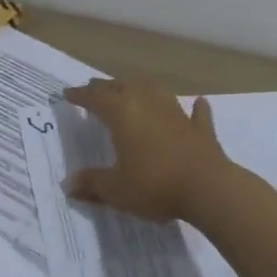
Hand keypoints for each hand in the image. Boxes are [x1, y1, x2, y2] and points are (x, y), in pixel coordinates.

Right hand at [61, 77, 230, 221]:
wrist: (209, 190)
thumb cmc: (154, 185)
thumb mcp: (116, 189)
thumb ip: (92, 183)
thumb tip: (69, 185)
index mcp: (122, 114)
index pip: (95, 98)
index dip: (80, 95)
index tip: (68, 94)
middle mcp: (148, 105)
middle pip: (123, 87)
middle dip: (106, 87)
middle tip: (94, 88)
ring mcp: (177, 114)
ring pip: (156, 91)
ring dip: (142, 88)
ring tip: (132, 87)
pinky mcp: (201, 130)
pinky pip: (196, 113)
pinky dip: (194, 108)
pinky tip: (198, 102)